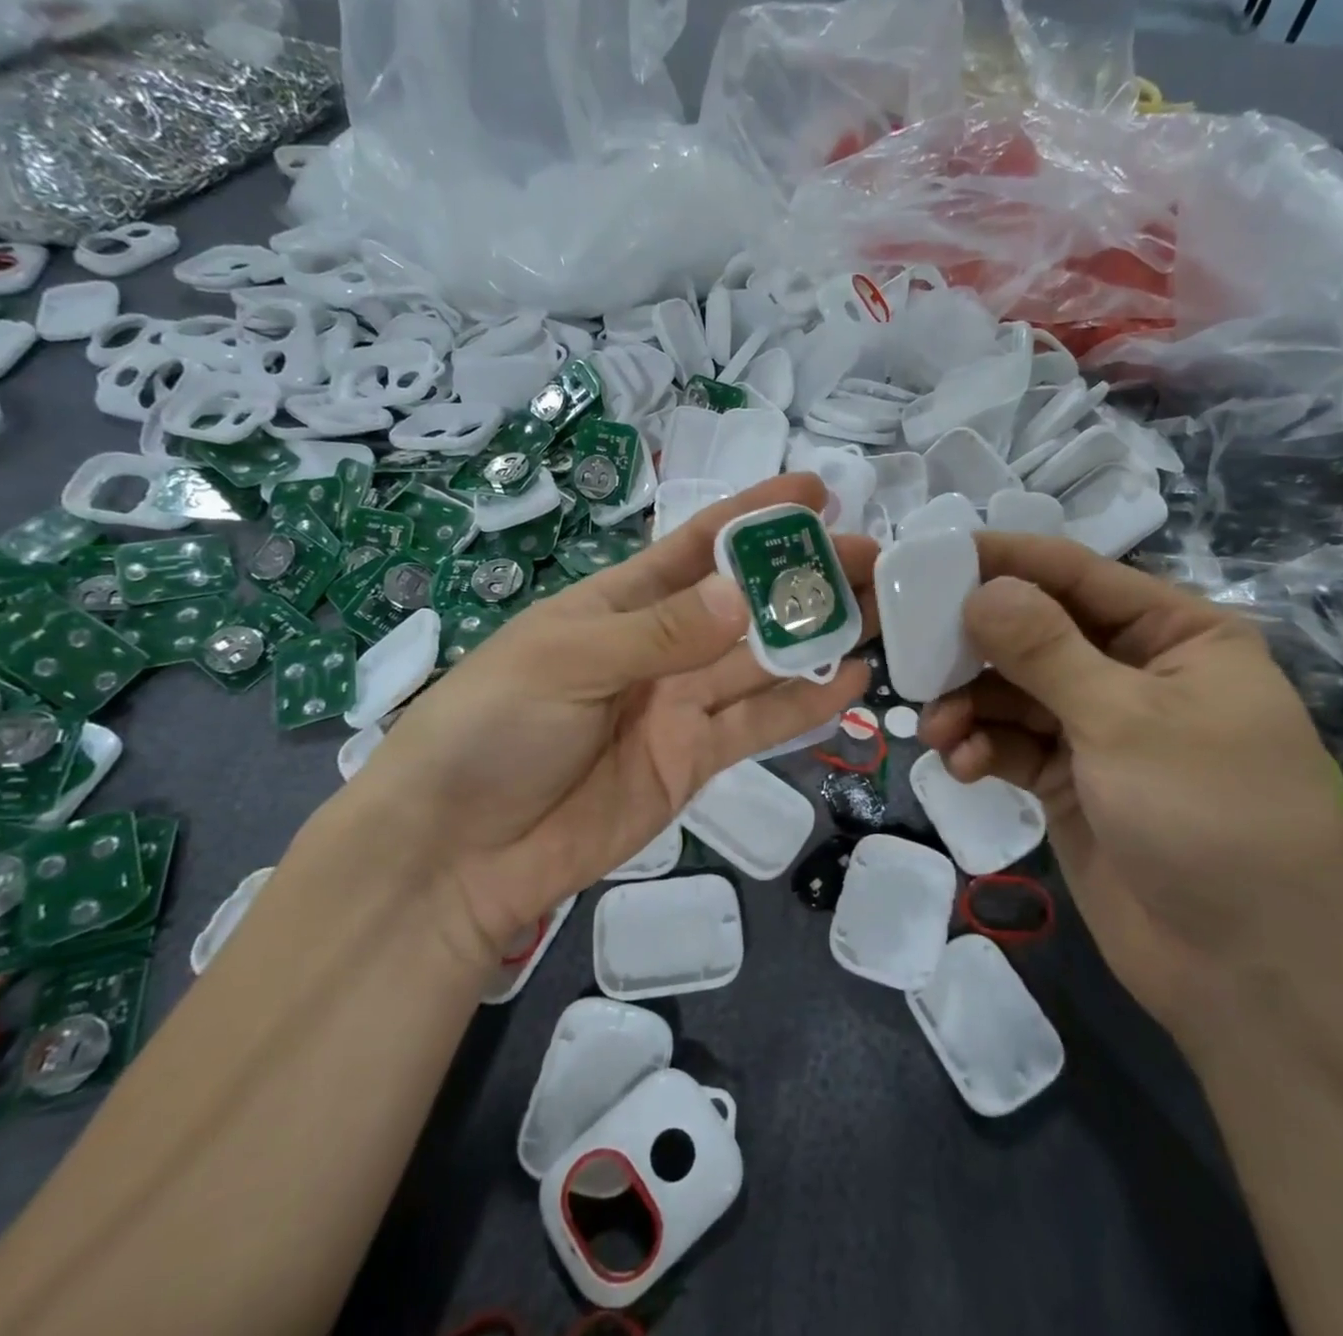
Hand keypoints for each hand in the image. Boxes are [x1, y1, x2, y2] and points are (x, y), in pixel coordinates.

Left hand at [328, 474, 873, 969]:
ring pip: (763, 662)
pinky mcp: (694, 760)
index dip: (755, 515)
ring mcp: (680, 705)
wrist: (460, 849)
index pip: (699, 546)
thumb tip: (746, 594)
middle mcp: (659, 647)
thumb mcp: (568, 660)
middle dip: (805, 577)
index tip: (816, 492)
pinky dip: (804, 705)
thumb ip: (661, 631)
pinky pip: (758, 725)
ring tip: (883, 612)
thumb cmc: (494, 727)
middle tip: (876, 558)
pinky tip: (850, 681)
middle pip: (746, 604)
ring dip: (818, 636)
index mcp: (619, 603)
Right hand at [919, 533, 1342, 1051]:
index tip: (931, 555)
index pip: (1078, 574)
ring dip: (970, 704)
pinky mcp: (1071, 782)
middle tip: (913, 649)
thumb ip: (1045, 650)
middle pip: (1036, 632)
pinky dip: (982, 748)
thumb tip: (980, 589)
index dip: (1006, 561)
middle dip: (976, 644)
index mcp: (1176, 635)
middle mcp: (1135, 673)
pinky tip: (960, 765)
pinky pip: (1012, 745)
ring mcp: (1100, 730)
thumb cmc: (1210, 818)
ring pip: (1014, 692)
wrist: (1251, 976)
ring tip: (938, 727)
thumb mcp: (1126, 720)